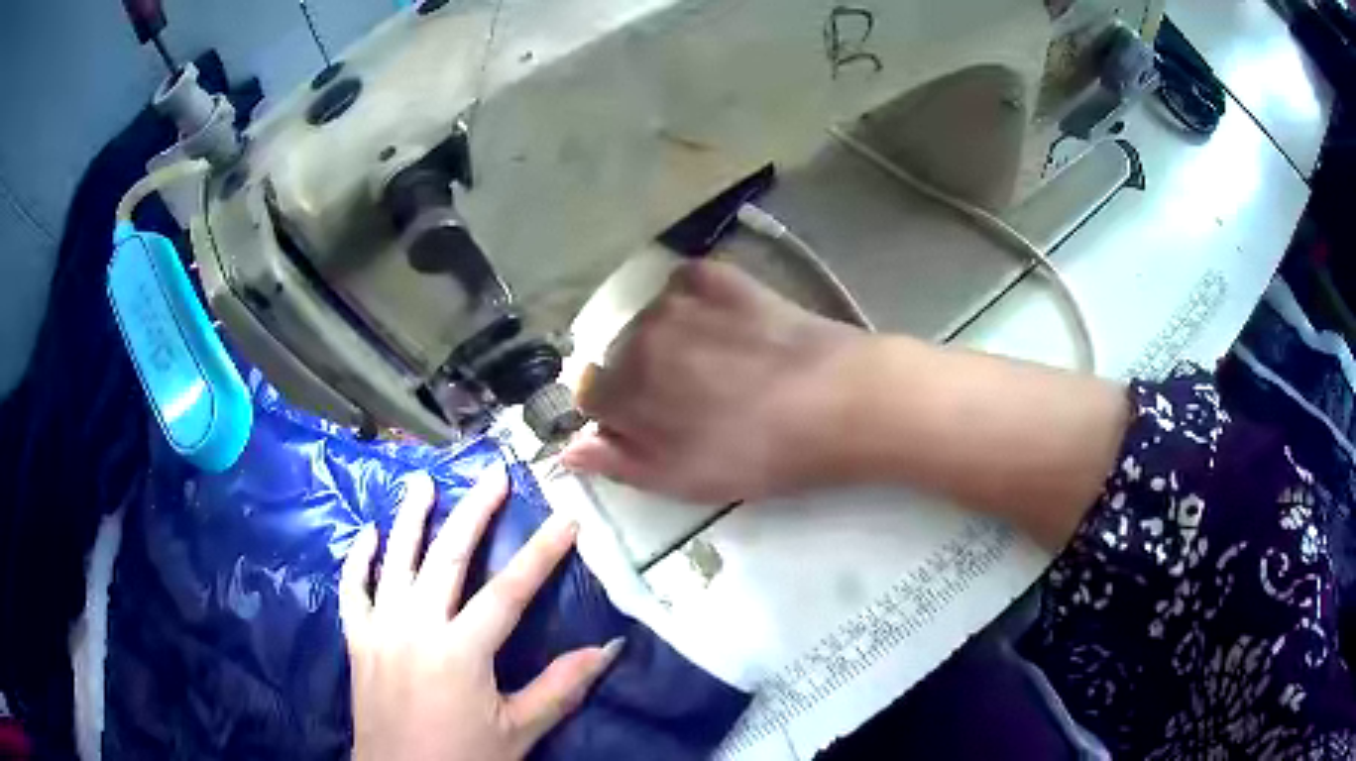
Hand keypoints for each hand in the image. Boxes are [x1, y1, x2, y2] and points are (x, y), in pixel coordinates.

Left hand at [340, 466, 622, 760]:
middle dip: (475, 513)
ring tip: (424, 481)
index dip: (541, 553)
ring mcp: (381, 629)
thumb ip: (560, 687)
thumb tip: (606, 650)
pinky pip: (354, 590)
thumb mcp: (519, 730)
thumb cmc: (464, 759)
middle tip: (493, 475)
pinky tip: (367, 533)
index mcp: (461, 650)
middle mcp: (418, 627)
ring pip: (396, 561)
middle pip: (448, 558)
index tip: (565, 519)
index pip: (509, 591)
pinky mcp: (358, 639)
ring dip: (412, 518)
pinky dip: (359, 559)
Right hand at [561, 260, 867, 503]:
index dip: (618, 412)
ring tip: (722, 362)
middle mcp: (638, 335)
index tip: (652, 424)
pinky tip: (729, 324)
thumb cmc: (758, 453)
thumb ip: (620, 462)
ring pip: (653, 320)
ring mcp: (678, 300)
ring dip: (672, 340)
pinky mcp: (719, 277)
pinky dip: (697, 303)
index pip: (591, 393)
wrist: (836, 402)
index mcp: (624, 389)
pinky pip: (686, 285)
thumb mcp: (684, 479)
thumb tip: (569, 449)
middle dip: (645, 377)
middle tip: (698, 399)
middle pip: (622, 355)